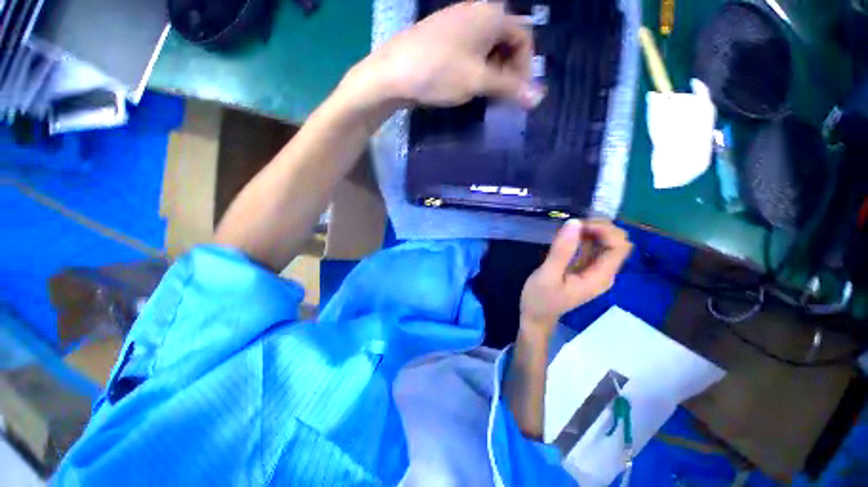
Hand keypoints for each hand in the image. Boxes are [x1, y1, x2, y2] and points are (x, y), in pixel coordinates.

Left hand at [350, 2, 543, 108]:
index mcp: (491, 14)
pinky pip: (471, 49)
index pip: (524, 37)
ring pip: (488, 46)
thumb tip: (539, 98)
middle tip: (502, 96)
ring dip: (493, 70)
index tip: (518, 93)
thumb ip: (509, 88)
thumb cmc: (439, 73)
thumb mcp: (478, 81)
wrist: (393, 72)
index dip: (525, 67)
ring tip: (486, 93)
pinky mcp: (444, 35)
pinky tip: (469, 83)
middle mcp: (477, 10)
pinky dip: (477, 67)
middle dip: (509, 69)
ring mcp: (458, 21)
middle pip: (506, 40)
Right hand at [520, 220, 632, 332]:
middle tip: (571, 226)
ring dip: (589, 231)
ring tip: (566, 230)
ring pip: (604, 242)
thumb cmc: (540, 299)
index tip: (580, 225)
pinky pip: (592, 247)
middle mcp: (603, 273)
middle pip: (616, 241)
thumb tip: (574, 222)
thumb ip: (561, 250)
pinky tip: (566, 237)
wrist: (536, 317)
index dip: (605, 230)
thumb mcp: (547, 275)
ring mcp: (595, 270)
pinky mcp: (585, 268)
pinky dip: (582, 237)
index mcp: (600, 277)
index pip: (619, 246)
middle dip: (598, 228)